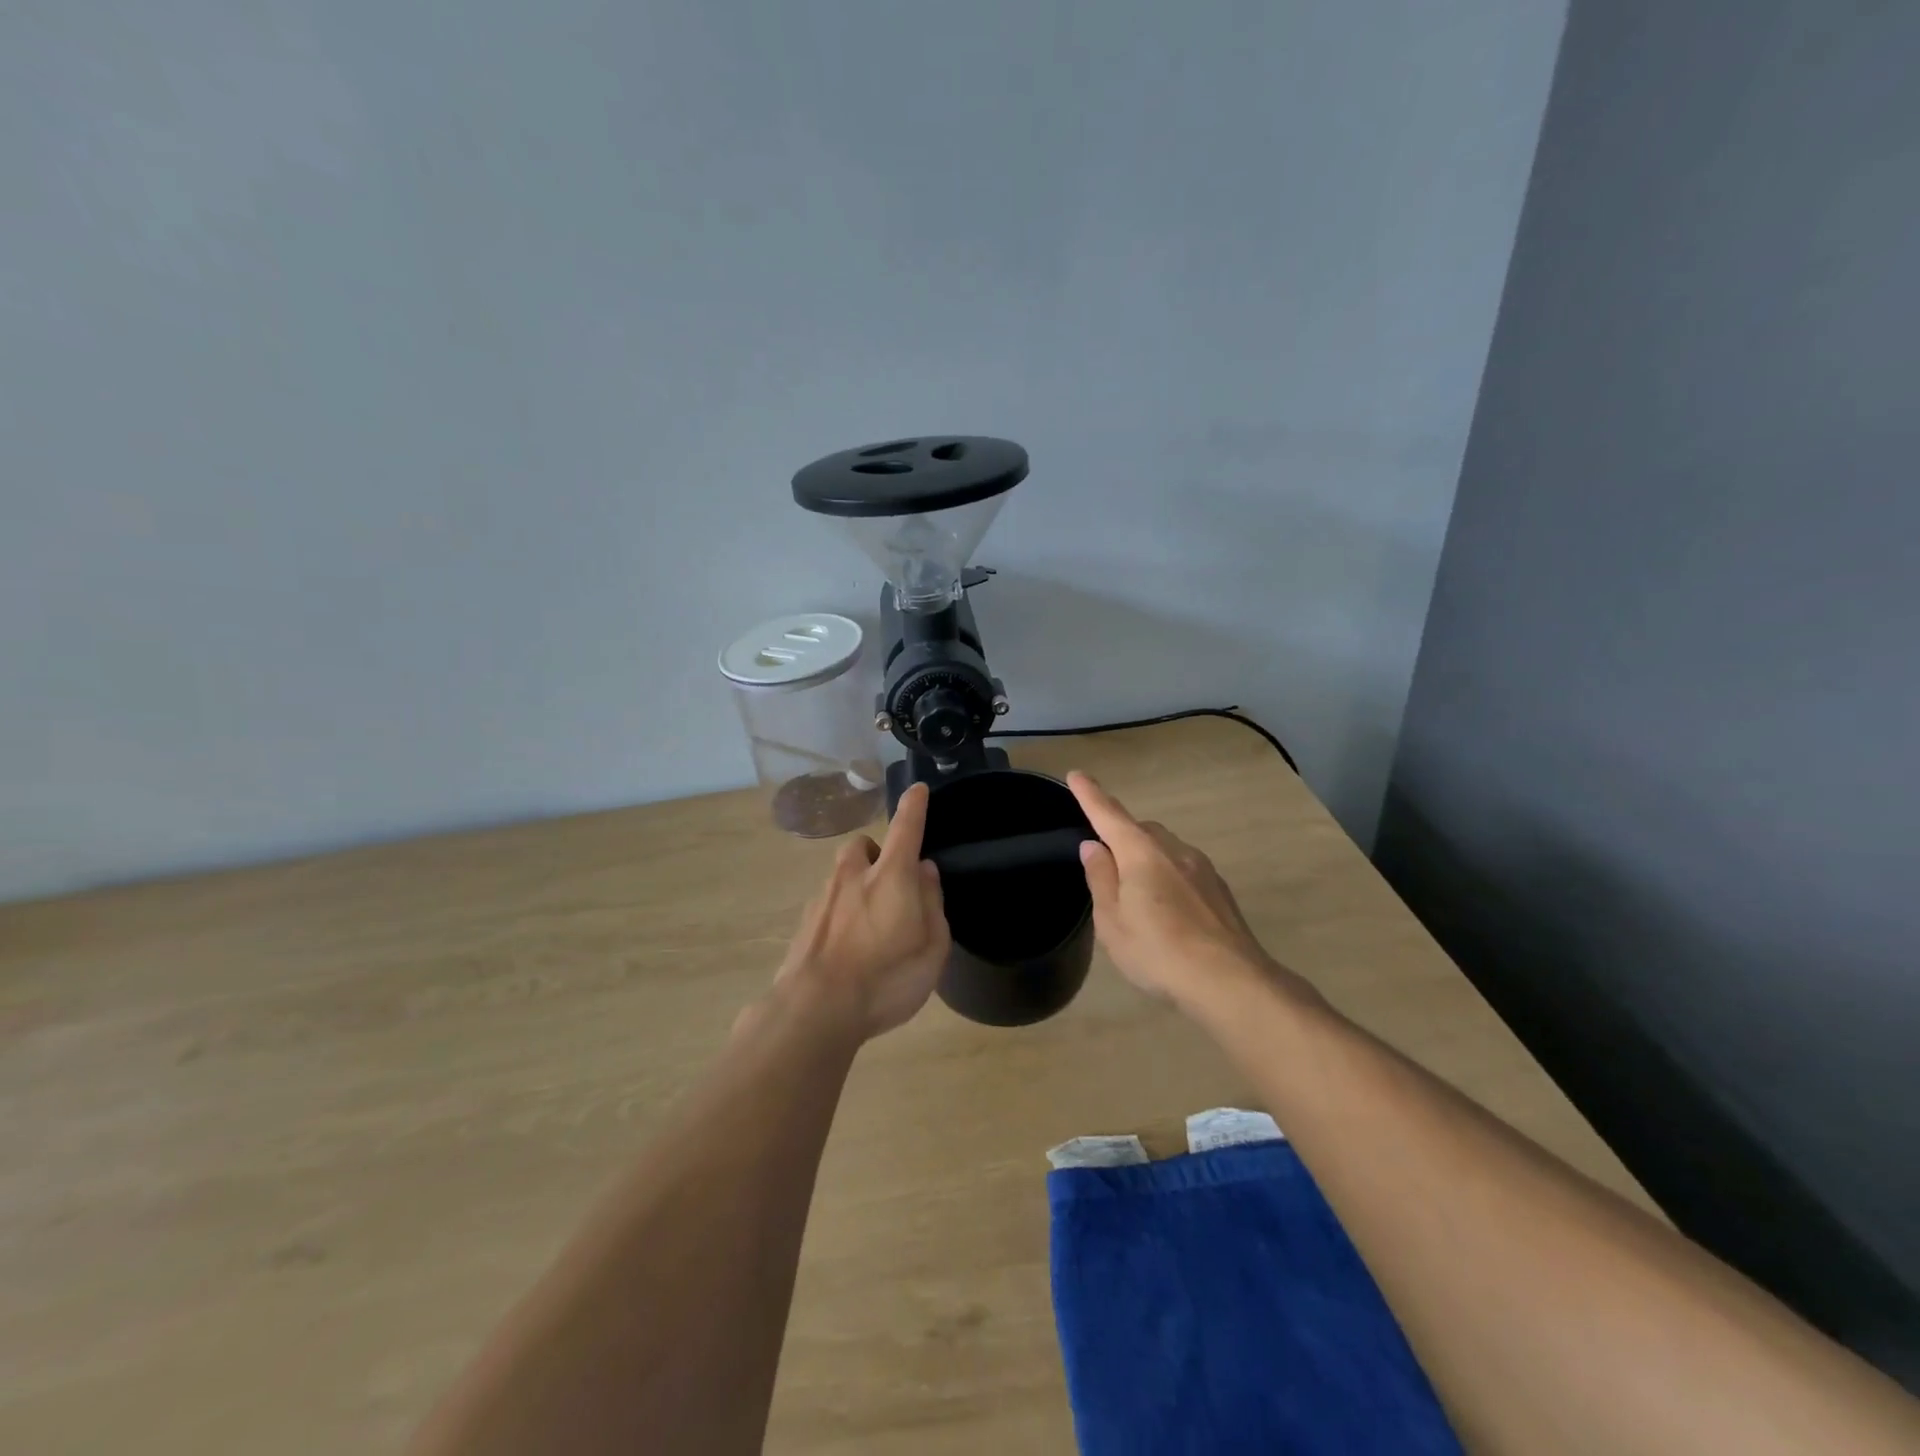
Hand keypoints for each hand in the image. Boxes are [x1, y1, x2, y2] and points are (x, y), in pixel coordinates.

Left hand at [773, 782, 950, 1040]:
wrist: (814, 1010)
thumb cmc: (886, 979)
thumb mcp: (932, 948)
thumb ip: (932, 904)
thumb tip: (925, 872)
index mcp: (891, 876)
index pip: (906, 828)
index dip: (914, 807)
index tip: (917, 789)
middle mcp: (853, 876)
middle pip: (863, 847)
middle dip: (877, 854)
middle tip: (891, 883)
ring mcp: (823, 898)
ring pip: (842, 876)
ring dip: (857, 885)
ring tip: (871, 924)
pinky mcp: (804, 923)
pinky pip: (828, 904)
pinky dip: (841, 914)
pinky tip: (848, 948)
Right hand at [1068, 771, 1311, 1012]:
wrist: (1230, 981)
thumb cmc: (1158, 951)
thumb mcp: (1112, 921)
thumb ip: (1101, 878)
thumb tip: (1093, 846)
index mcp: (1141, 853)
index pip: (1109, 814)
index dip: (1090, 795)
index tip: (1076, 775)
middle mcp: (1173, 850)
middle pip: (1140, 829)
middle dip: (1121, 833)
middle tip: (1105, 859)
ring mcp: (1201, 868)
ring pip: (1165, 848)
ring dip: (1146, 857)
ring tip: (1135, 892)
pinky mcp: (1219, 889)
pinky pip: (1183, 868)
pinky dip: (1167, 875)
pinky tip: (1167, 908)